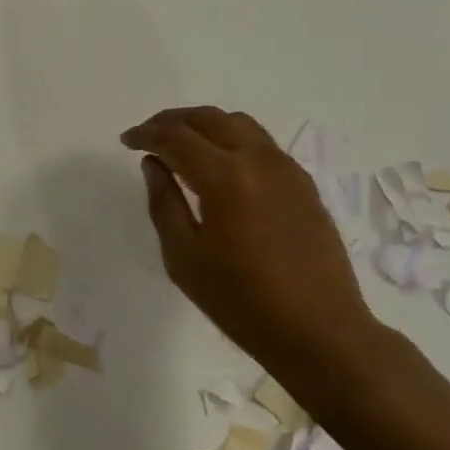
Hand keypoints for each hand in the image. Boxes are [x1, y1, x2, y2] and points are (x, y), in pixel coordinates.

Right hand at [123, 106, 389, 407]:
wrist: (321, 332)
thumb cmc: (243, 302)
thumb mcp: (185, 258)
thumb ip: (164, 203)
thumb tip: (154, 164)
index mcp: (225, 177)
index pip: (176, 136)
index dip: (146, 133)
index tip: (127, 141)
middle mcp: (257, 159)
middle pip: (208, 118)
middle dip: (173, 121)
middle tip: (149, 135)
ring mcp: (286, 168)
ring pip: (238, 124)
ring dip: (205, 125)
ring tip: (183, 144)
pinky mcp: (303, 183)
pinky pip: (261, 143)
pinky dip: (232, 139)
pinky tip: (221, 164)